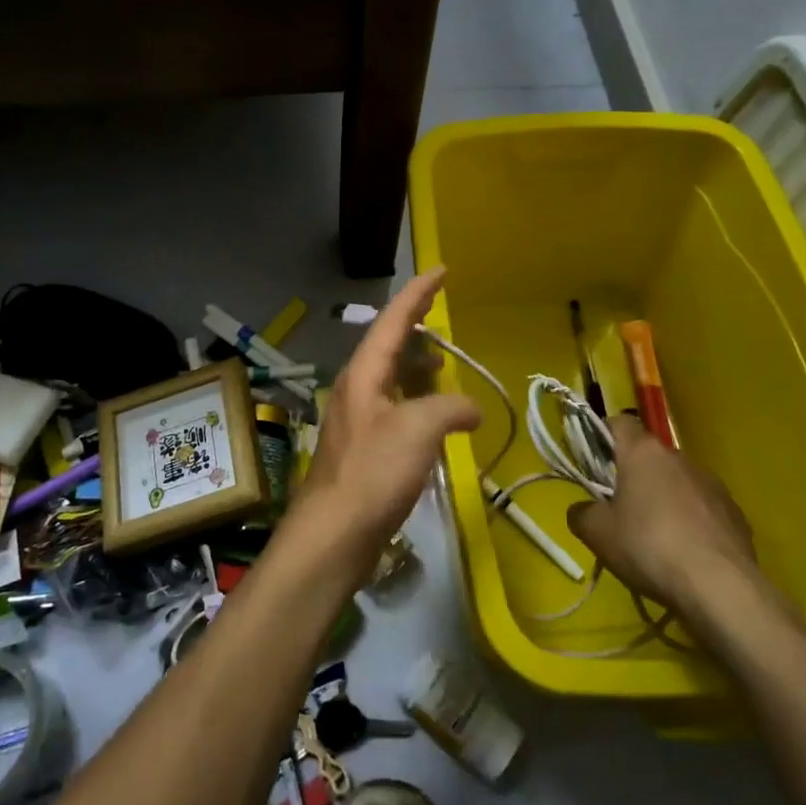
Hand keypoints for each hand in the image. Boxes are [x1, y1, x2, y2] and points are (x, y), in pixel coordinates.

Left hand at [284, 269, 480, 586]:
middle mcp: (356, 388)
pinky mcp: (363, 448)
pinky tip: (434, 417)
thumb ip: (450, 408)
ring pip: (390, 378)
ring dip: (416, 366)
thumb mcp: (419, 430)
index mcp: (364, 373)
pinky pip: (393, 407)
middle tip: (441, 313)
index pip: (393, 319)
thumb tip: (472, 409)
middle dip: (415, 326)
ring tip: (443, 364)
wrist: (334, 534)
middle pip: (387, 344)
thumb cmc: (373, 473)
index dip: (418, 293)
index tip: (441, 270)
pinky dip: (416, 400)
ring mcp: (357, 419)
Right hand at [567, 415, 784, 642]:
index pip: (619, 422)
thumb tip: (583, 510)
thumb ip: (581, 513)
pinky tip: (686, 553)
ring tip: (655, 537)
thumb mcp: (597, 534)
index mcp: (643, 452)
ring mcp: (712, 484)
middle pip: (649, 456)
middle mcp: (679, 458)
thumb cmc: (649, 547)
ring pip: (677, 481)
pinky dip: (691, 521)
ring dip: (664, 498)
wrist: (721, 588)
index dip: (602, 436)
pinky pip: (703, 508)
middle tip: (618, 508)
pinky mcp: (735, 513)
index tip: (593, 462)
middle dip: (633, 475)